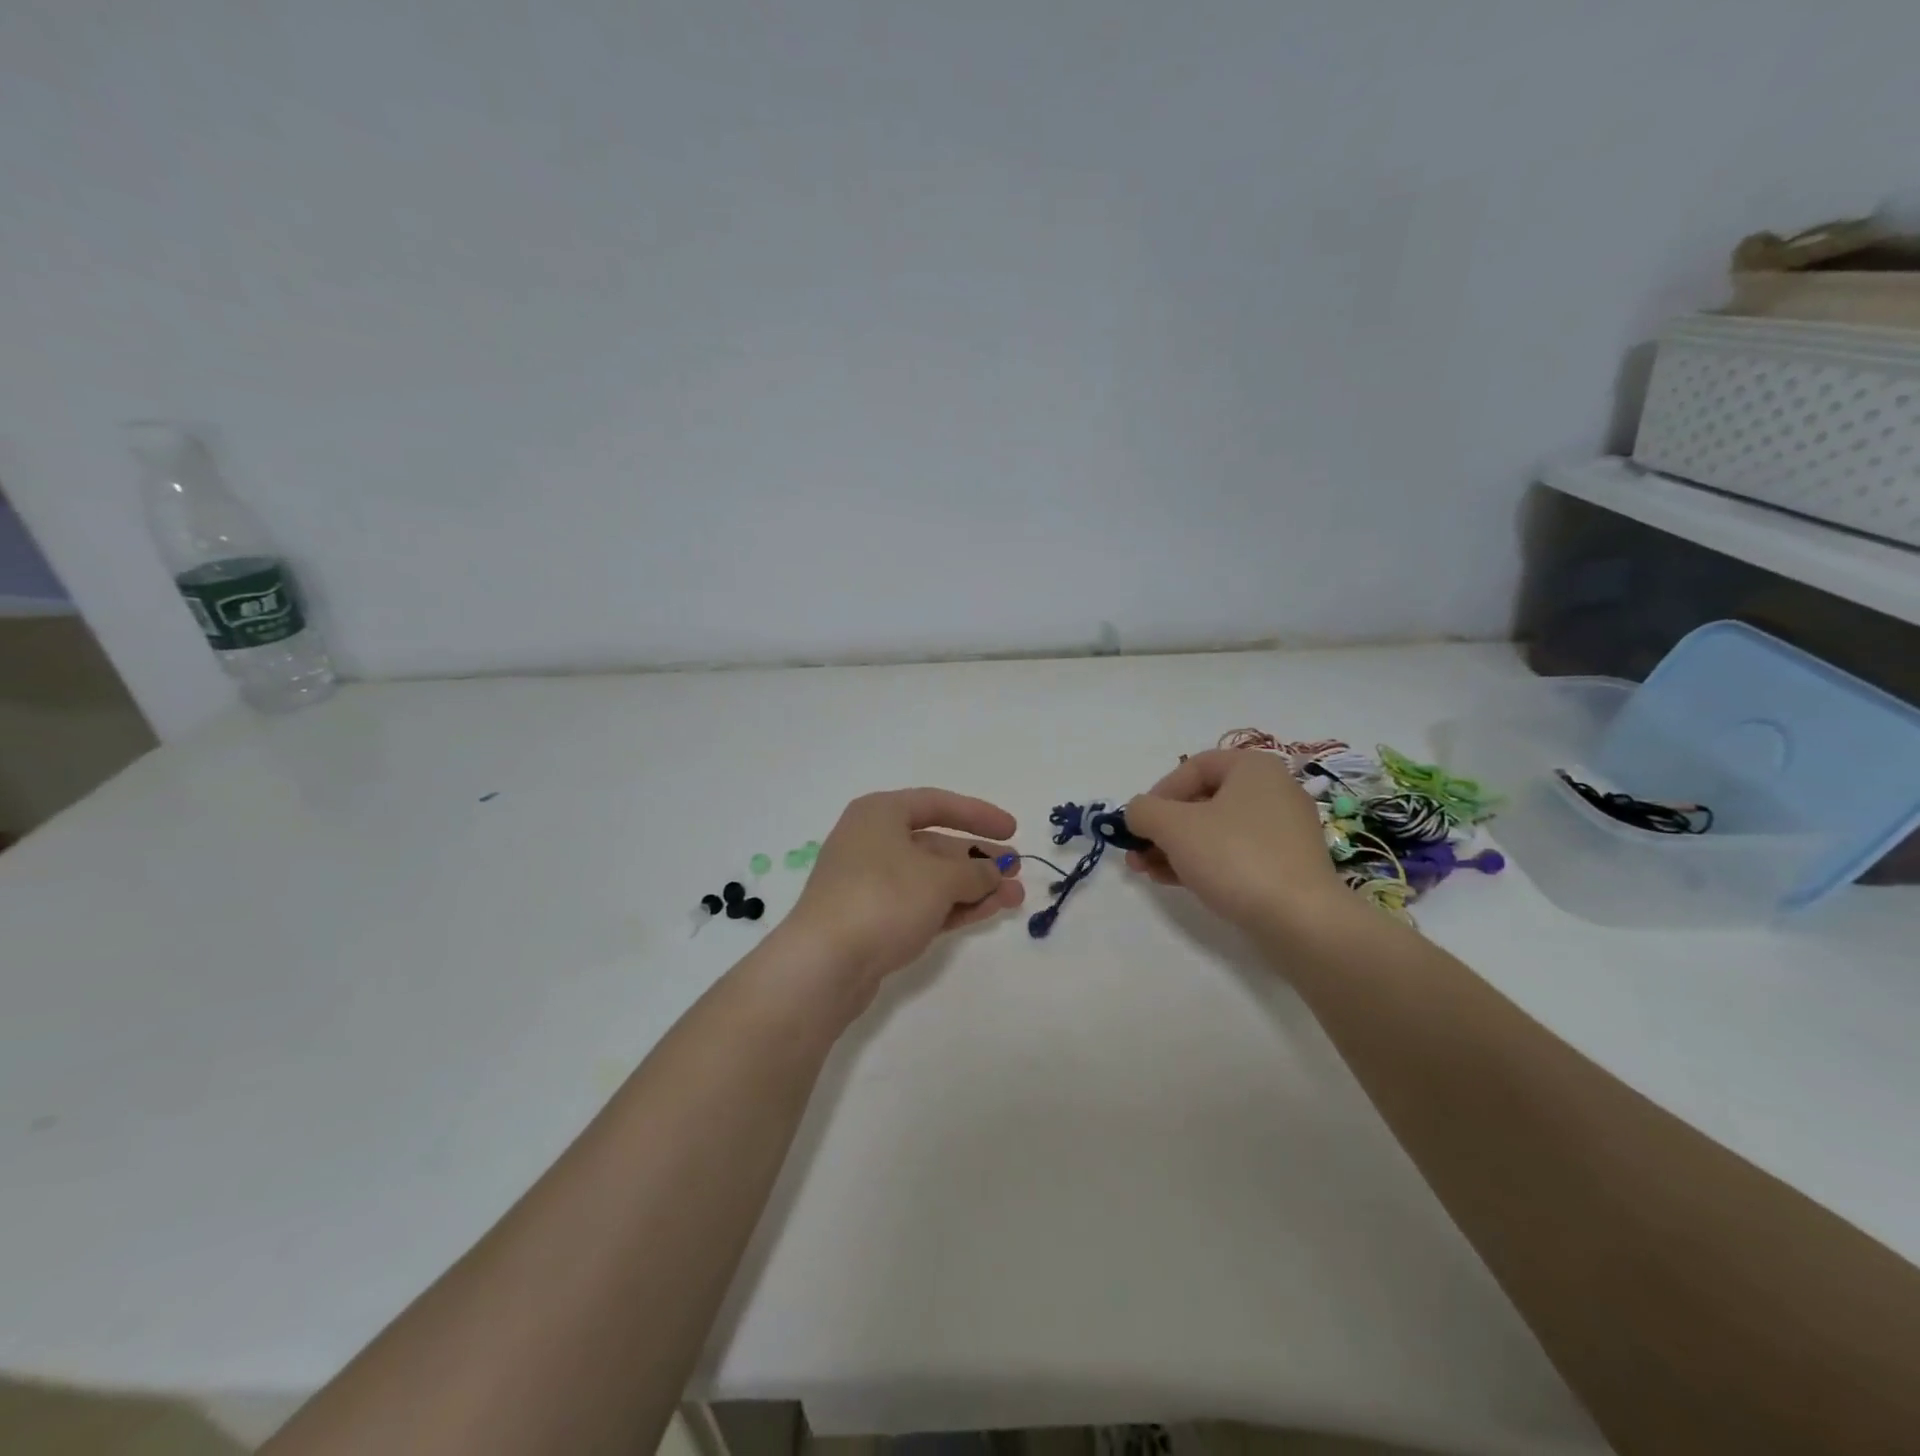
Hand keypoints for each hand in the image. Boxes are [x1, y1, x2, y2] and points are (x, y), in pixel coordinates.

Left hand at [781, 788, 1025, 1006]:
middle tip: (1017, 870)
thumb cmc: (883, 898)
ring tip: (1015, 898)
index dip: (978, 814)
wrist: (824, 964)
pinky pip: (922, 905)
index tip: (1011, 829)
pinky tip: (988, 911)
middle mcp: (872, 842)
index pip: (936, 803)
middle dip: (980, 859)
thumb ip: (975, 871)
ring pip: (932, 879)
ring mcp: (871, 884)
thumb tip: (995, 872)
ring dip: (974, 886)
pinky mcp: (873, 921)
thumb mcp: (939, 878)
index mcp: (880, 814)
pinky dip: (954, 906)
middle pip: (936, 845)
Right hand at [1123, 749, 1350, 939]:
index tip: (1140, 824)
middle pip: (1201, 801)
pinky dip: (1202, 863)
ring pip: (1215, 831)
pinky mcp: (1286, 865)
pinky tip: (1175, 882)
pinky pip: (1235, 854)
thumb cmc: (1235, 857)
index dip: (1158, 792)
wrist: (1301, 920)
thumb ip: (1143, 811)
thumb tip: (1137, 814)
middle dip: (1162, 828)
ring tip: (1148, 872)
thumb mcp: (1174, 827)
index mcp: (1253, 768)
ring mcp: (1283, 831)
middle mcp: (1273, 791)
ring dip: (1175, 848)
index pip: (1192, 767)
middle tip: (1137, 854)